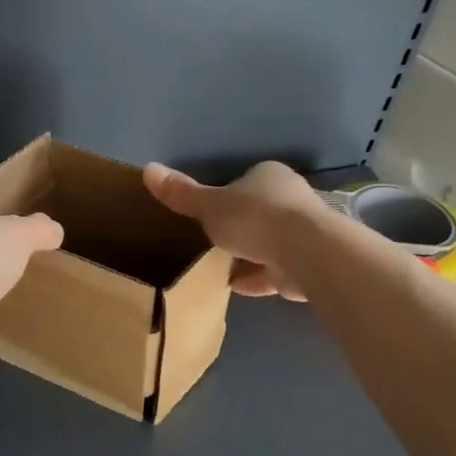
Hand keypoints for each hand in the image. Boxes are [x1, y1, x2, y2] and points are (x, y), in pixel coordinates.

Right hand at [142, 161, 324, 299]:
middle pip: (259, 214)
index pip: (246, 183)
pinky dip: (257, 278)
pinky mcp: (308, 264)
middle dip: (239, 229)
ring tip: (219, 270)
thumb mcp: (209, 206)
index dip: (227, 198)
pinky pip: (275, 270)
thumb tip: (147, 168)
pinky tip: (236, 287)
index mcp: (269, 177)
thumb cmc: (255, 218)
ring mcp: (303, 233)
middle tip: (212, 244)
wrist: (306, 252)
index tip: (209, 216)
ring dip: (248, 257)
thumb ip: (182, 194)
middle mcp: (291, 200)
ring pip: (268, 244)